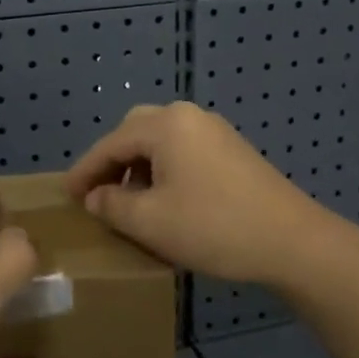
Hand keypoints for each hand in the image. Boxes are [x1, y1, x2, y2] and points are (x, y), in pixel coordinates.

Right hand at [64, 102, 344, 286]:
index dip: (86, 170)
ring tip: (129, 201)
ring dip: (139, 166)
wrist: (292, 241)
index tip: (66, 195)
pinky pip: (184, 150)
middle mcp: (188, 116)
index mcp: (165, 125)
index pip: (111, 143)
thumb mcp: (151, 222)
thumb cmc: (213, 227)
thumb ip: (113, 206)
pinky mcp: (232, 150)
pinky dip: (164, 169)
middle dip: (113, 161)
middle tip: (98, 194)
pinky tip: (166, 200)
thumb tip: (96, 197)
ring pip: (161, 140)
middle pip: (136, 131)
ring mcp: (215, 131)